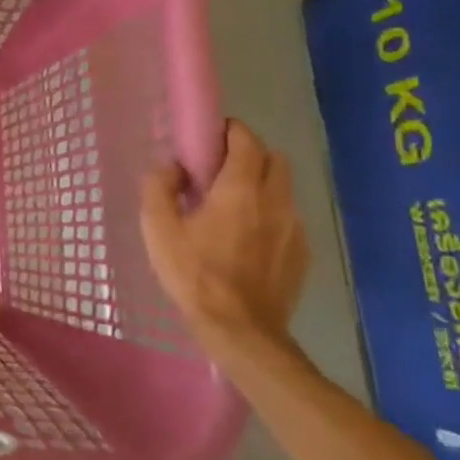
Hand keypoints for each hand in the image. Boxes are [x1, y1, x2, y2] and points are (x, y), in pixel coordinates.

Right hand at [140, 118, 309, 352]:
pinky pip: (287, 218)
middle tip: (219, 169)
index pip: (246, 140)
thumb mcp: (158, 228)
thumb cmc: (193, 273)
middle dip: (249, 153)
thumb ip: (159, 187)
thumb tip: (170, 166)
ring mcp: (294, 228)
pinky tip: (245, 238)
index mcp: (240, 189)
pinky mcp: (302, 253)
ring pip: (283, 189)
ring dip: (260, 184)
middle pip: (274, 159)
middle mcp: (275, 201)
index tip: (208, 138)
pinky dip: (269, 214)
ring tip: (231, 206)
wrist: (240, 329)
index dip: (229, 131)